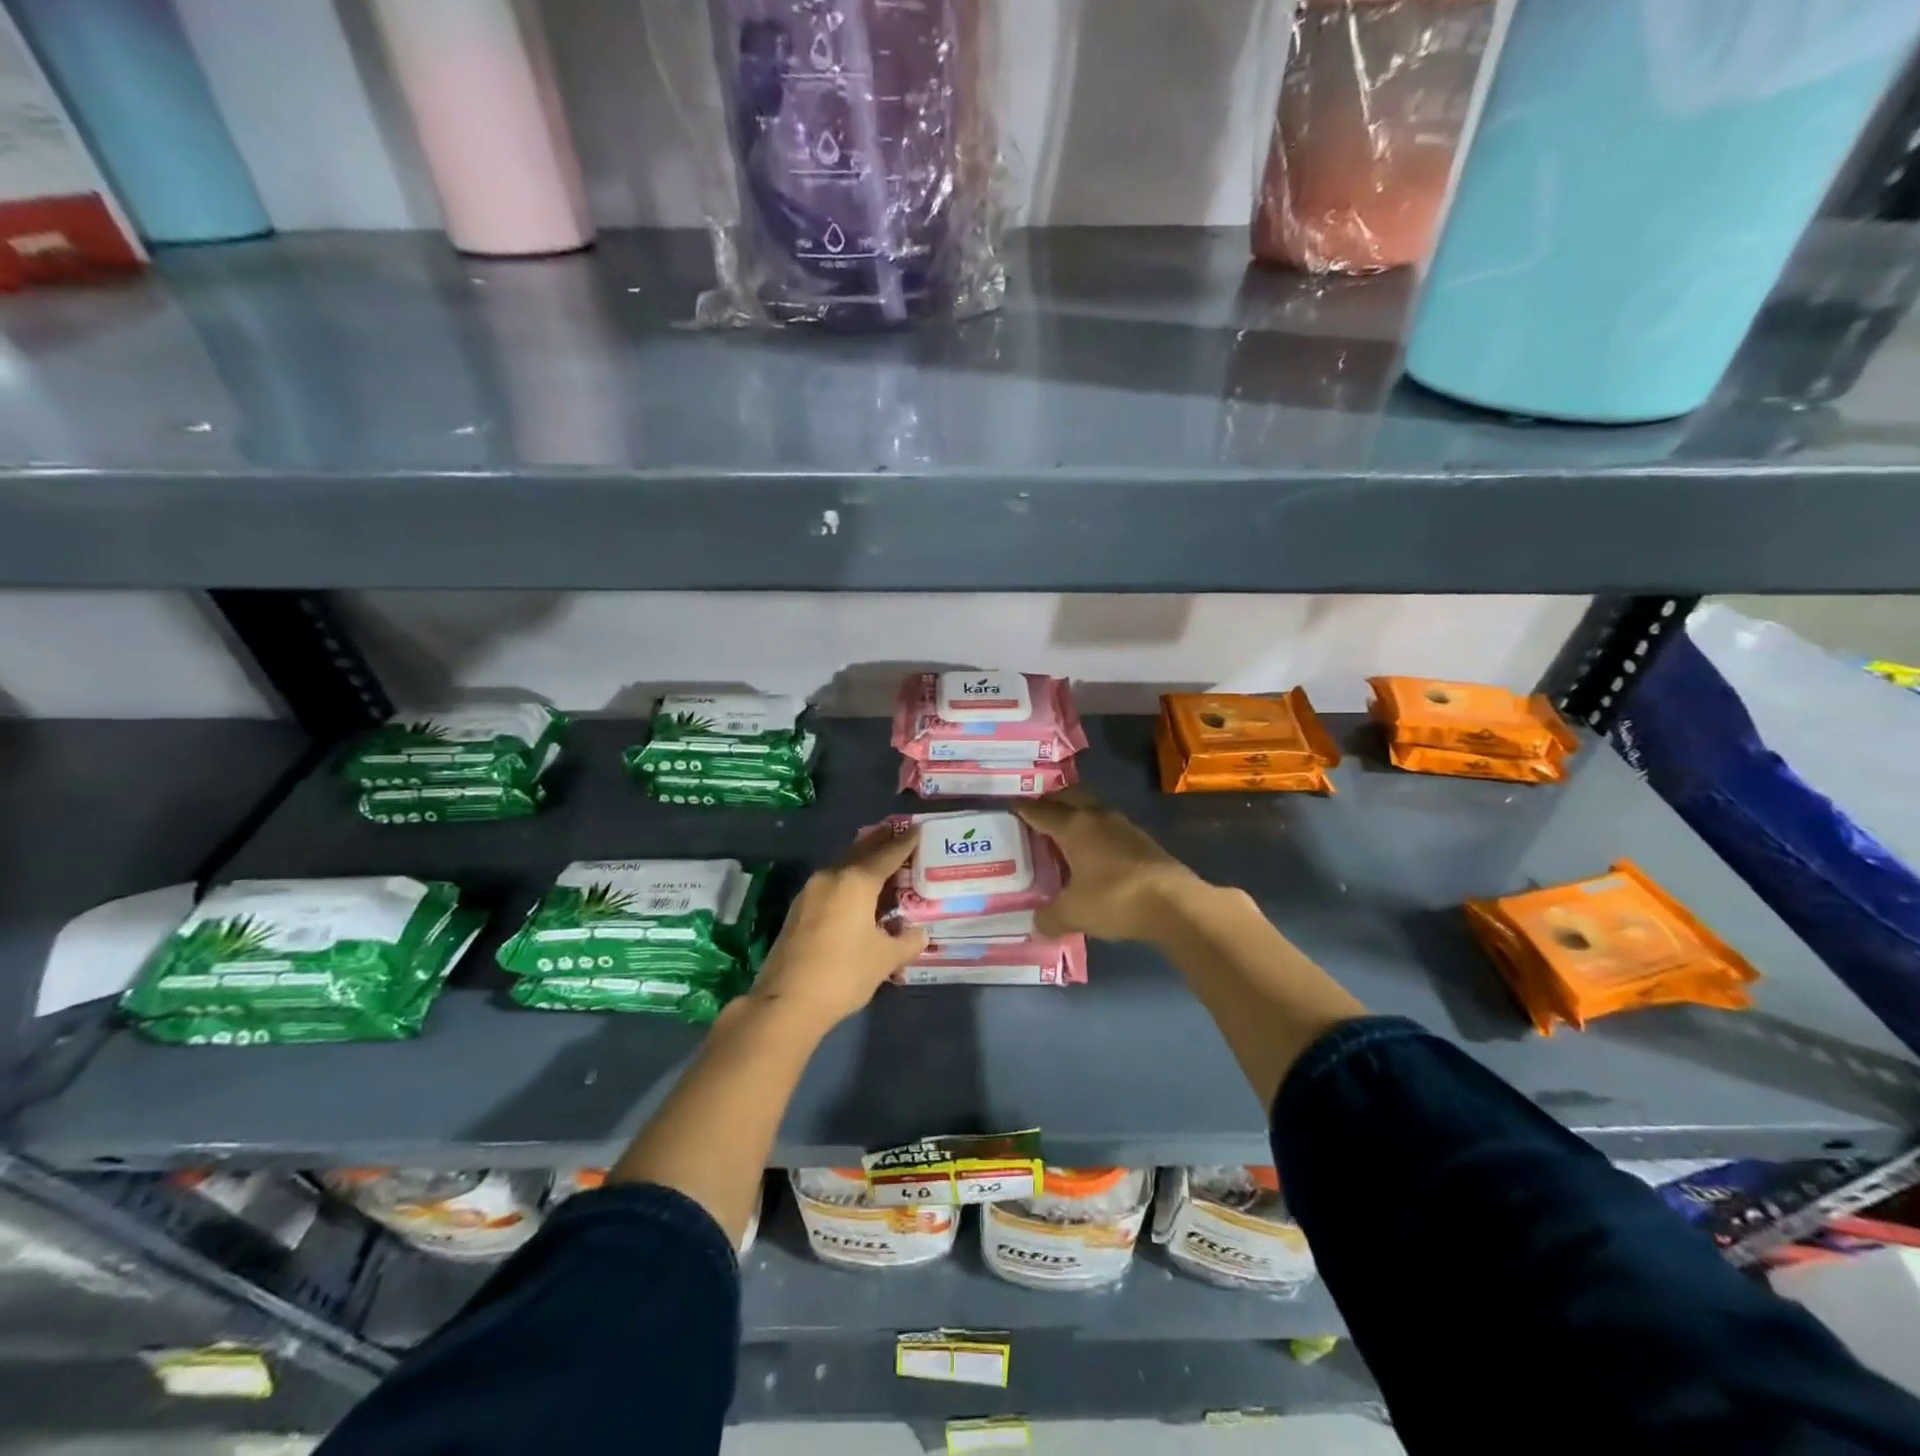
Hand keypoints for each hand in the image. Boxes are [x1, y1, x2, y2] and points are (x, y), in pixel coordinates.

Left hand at [747, 827, 929, 1031]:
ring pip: (843, 866)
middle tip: (900, 834)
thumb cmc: (844, 973)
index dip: (905, 842)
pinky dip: (849, 878)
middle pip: (861, 851)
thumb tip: (919, 934)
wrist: (787, 1002)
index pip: (887, 853)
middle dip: (882, 842)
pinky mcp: (799, 909)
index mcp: (856, 881)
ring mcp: (810, 891)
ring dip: (863, 860)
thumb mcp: (885, 959)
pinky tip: (858, 891)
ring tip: (882, 859)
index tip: (918, 829)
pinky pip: (832, 883)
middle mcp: (832, 876)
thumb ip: (907, 941)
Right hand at [1014, 790, 1206, 942]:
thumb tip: (1037, 923)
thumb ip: (1050, 917)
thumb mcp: (1073, 913)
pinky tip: (1093, 853)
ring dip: (1077, 815)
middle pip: (1069, 797)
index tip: (1009, 808)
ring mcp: (1123, 826)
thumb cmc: (1114, 899)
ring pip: (1092, 809)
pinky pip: (1109, 827)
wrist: (1174, 904)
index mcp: (1074, 826)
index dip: (1023, 809)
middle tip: (1037, 817)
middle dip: (1052, 802)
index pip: (1040, 811)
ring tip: (1063, 834)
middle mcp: (1097, 817)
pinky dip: (1095, 833)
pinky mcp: (1143, 840)